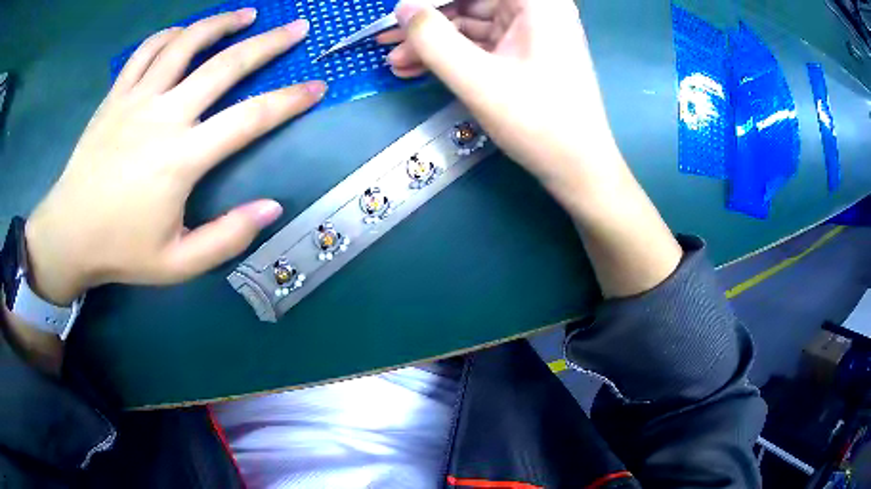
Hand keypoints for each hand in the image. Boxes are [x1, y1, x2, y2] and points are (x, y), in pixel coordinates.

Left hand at [25, 10, 326, 305]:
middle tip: (296, 28)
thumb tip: (272, 207)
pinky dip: (171, 34)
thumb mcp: (178, 264)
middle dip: (269, 43)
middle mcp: (163, 116)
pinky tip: (185, 32)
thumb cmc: (121, 250)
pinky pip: (147, 50)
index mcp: (182, 158)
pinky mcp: (116, 95)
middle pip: (225, 64)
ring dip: (221, 23)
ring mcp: (137, 99)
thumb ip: (227, 238)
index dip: (290, 100)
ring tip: (246, 15)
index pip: (250, 118)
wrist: (69, 234)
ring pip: (186, 43)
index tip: (317, 86)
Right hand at [378, 0, 620, 197]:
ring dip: (432, 41)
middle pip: (469, 2)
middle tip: (385, 39)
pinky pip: (478, 44)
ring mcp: (529, 31)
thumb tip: (403, 10)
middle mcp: (535, 8)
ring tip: (395, 61)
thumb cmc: (538, 122)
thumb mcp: (478, 79)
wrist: (578, 168)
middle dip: (425, 22)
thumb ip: (432, 39)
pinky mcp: (523, 52)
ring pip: (469, 24)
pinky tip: (417, 68)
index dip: (430, 0)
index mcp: (536, 2)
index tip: (399, 15)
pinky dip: (450, 54)